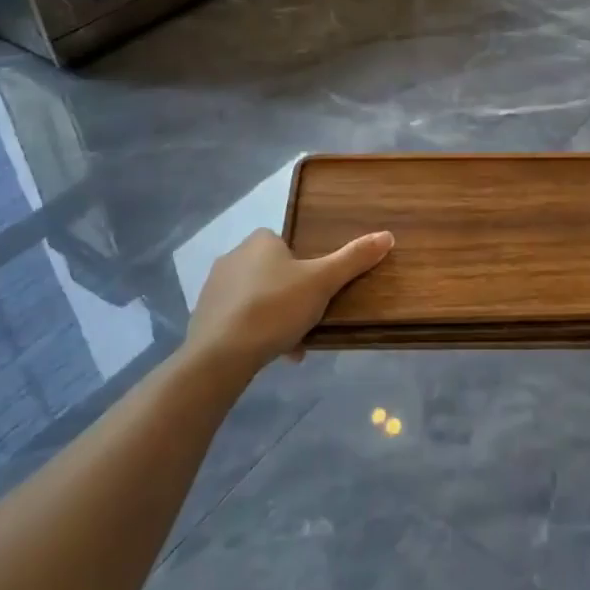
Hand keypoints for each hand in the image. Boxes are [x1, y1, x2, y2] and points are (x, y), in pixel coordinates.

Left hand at [187, 227, 393, 372]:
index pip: (289, 245)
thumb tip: (387, 235)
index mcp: (260, 241)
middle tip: (310, 320)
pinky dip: (255, 332)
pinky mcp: (203, 317)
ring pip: (257, 298)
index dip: (306, 267)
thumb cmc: (274, 308)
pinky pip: (238, 319)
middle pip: (274, 273)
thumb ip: (353, 259)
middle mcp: (233, 256)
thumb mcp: (322, 282)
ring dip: (275, 317)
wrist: (220, 355)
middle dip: (292, 297)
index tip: (319, 293)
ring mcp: (214, 287)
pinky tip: (270, 354)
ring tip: (293, 345)